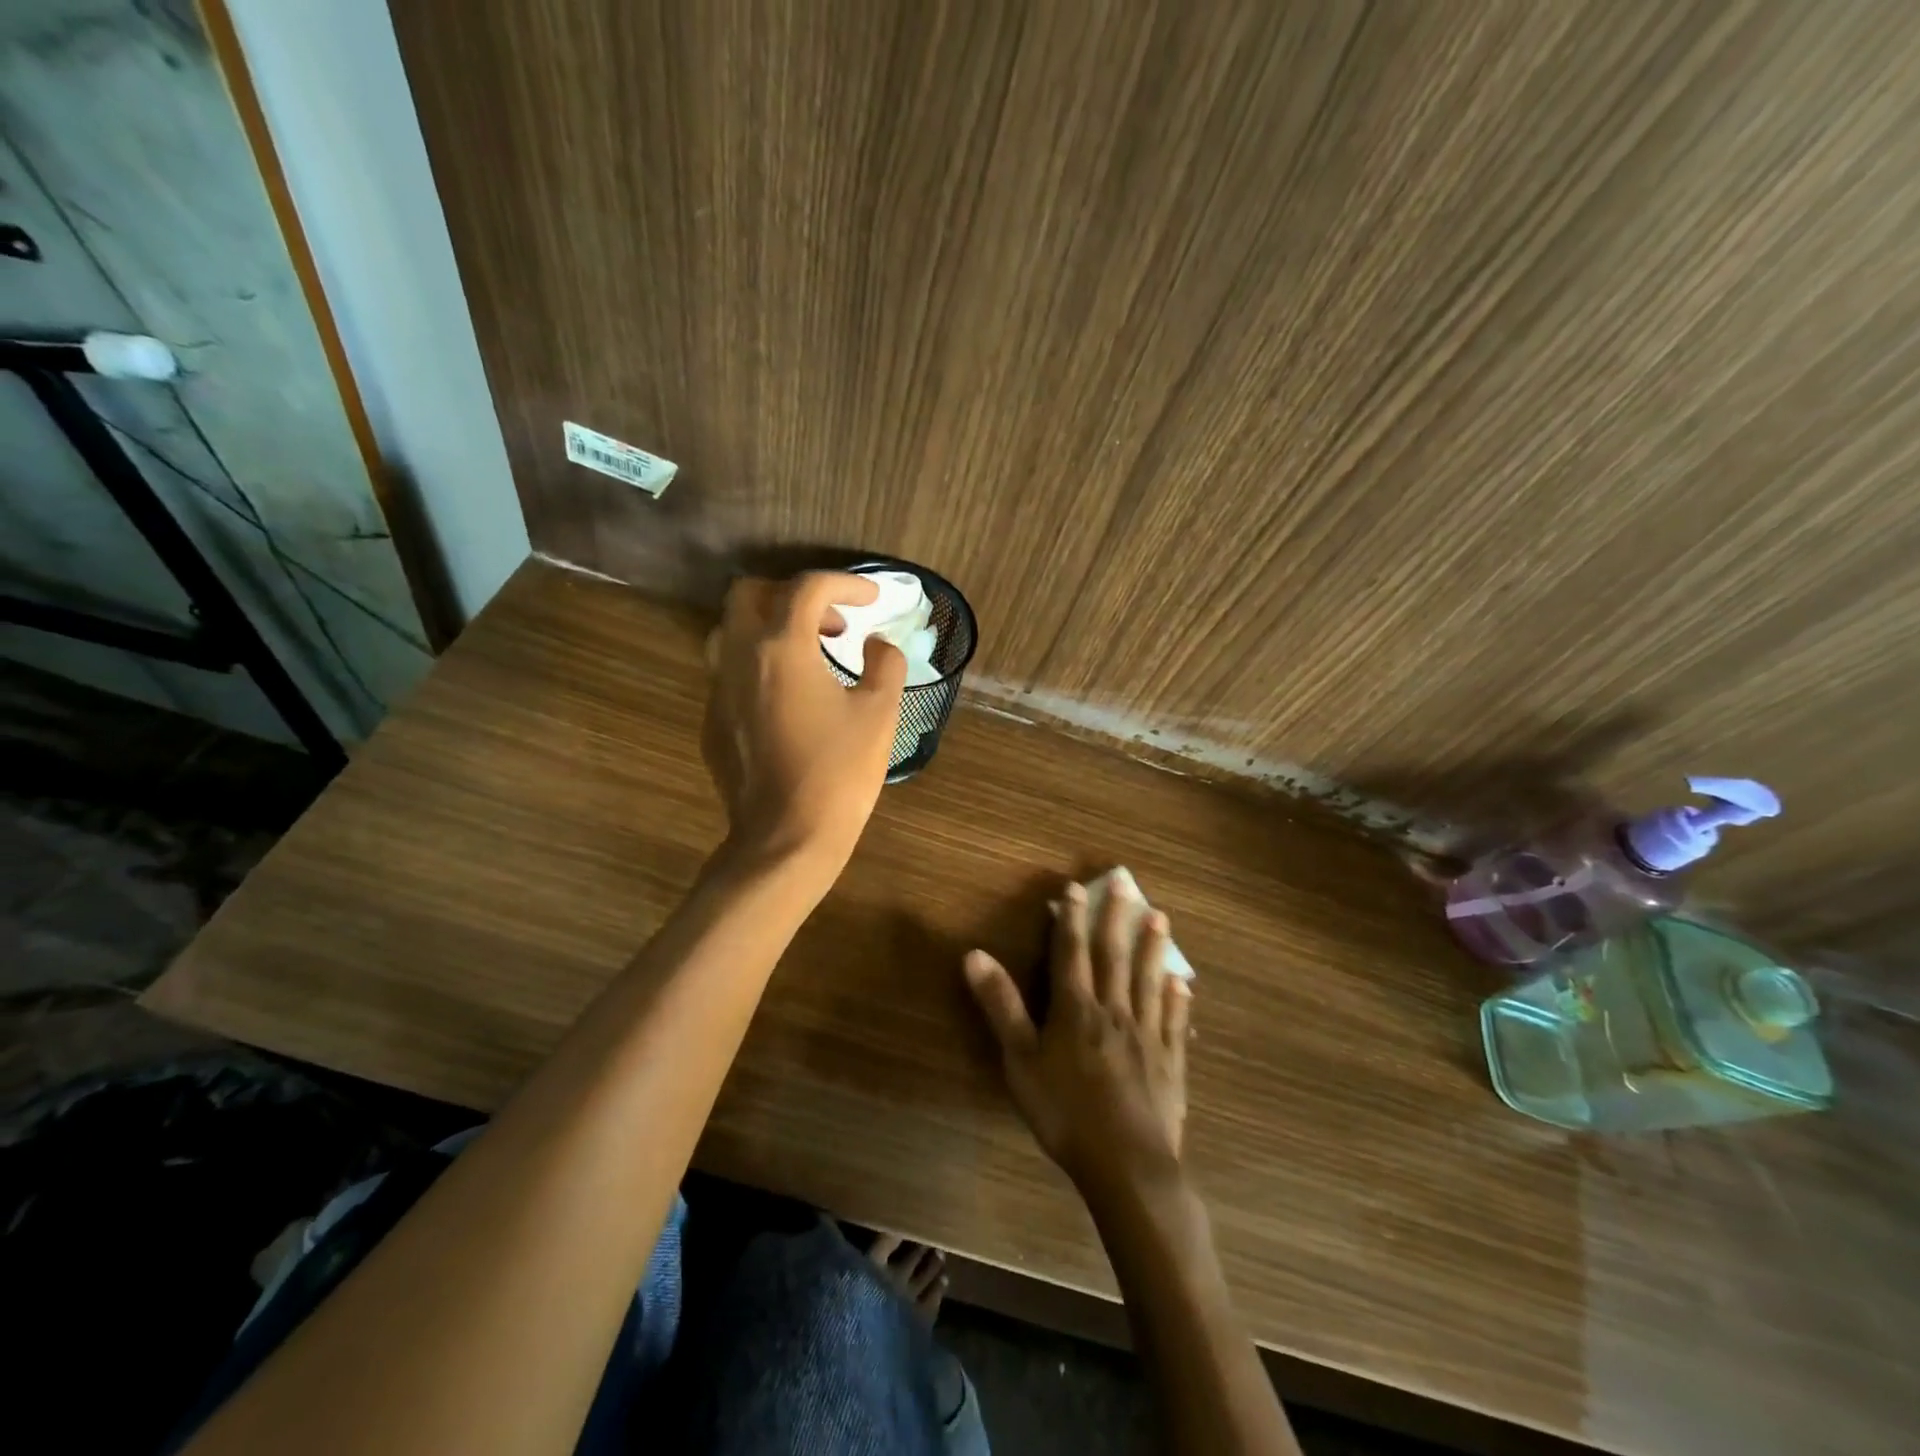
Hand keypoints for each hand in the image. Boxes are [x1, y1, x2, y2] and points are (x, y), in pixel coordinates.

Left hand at [702, 572, 906, 874]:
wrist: (786, 838)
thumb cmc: (839, 773)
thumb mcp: (880, 714)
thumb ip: (885, 664)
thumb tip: (877, 645)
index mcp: (782, 647)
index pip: (808, 588)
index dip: (846, 584)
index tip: (873, 600)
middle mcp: (740, 657)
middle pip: (750, 593)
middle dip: (793, 594)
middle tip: (832, 623)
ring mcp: (718, 690)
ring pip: (730, 630)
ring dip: (768, 626)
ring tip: (808, 654)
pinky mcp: (712, 721)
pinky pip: (729, 672)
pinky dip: (759, 665)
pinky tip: (789, 699)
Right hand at [964, 878, 1191, 1200]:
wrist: (1127, 1164)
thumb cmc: (1065, 1113)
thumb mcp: (1020, 1061)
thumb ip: (1001, 1006)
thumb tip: (975, 954)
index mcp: (1075, 1009)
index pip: (1071, 952)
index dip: (1070, 918)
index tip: (1075, 887)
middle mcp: (1113, 1010)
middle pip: (1114, 956)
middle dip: (1115, 919)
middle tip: (1125, 884)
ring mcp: (1147, 1034)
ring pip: (1149, 980)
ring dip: (1152, 947)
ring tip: (1161, 918)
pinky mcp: (1170, 1061)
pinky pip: (1174, 1020)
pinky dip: (1176, 998)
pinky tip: (1181, 984)